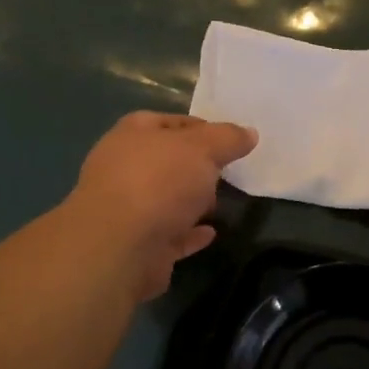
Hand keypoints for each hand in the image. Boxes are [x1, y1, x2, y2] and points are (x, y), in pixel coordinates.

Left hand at [65, 112, 257, 300]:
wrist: (120, 247)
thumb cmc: (159, 182)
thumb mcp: (202, 149)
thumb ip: (228, 139)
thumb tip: (249, 133)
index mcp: (133, 135)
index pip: (169, 122)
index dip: (201, 128)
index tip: (230, 141)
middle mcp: (124, 168)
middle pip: (167, 161)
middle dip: (196, 167)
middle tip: (226, 173)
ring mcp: (128, 208)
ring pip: (166, 199)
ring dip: (191, 201)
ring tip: (220, 204)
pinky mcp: (137, 244)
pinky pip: (170, 234)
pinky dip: (189, 232)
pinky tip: (210, 233)